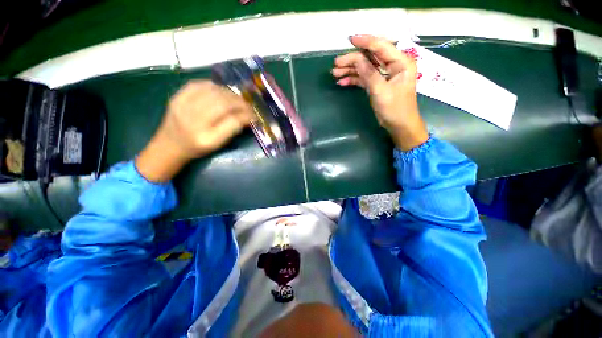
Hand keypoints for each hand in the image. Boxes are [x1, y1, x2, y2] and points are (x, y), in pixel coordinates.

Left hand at [136, 80, 253, 181]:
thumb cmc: (198, 148)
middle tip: (248, 105)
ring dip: (229, 93)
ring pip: (213, 92)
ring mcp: (183, 107)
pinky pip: (198, 84)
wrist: (170, 145)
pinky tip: (220, 91)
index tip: (255, 115)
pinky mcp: (176, 97)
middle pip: (223, 104)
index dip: (247, 115)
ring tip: (236, 98)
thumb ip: (233, 130)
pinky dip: (213, 86)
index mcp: (207, 138)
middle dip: (240, 102)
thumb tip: (248, 116)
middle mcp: (194, 121)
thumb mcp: (218, 144)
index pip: (233, 121)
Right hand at [332, 35, 428, 150]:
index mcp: (400, 62)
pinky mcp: (377, 84)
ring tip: (335, 73)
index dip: (365, 42)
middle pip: (370, 57)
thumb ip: (369, 73)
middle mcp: (393, 65)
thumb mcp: (381, 91)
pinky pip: (364, 78)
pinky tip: (342, 82)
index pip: (381, 46)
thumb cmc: (395, 109)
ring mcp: (384, 75)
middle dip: (352, 60)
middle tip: (336, 63)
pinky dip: (353, 79)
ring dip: (350, 70)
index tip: (350, 39)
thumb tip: (356, 59)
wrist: (399, 125)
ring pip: (365, 67)